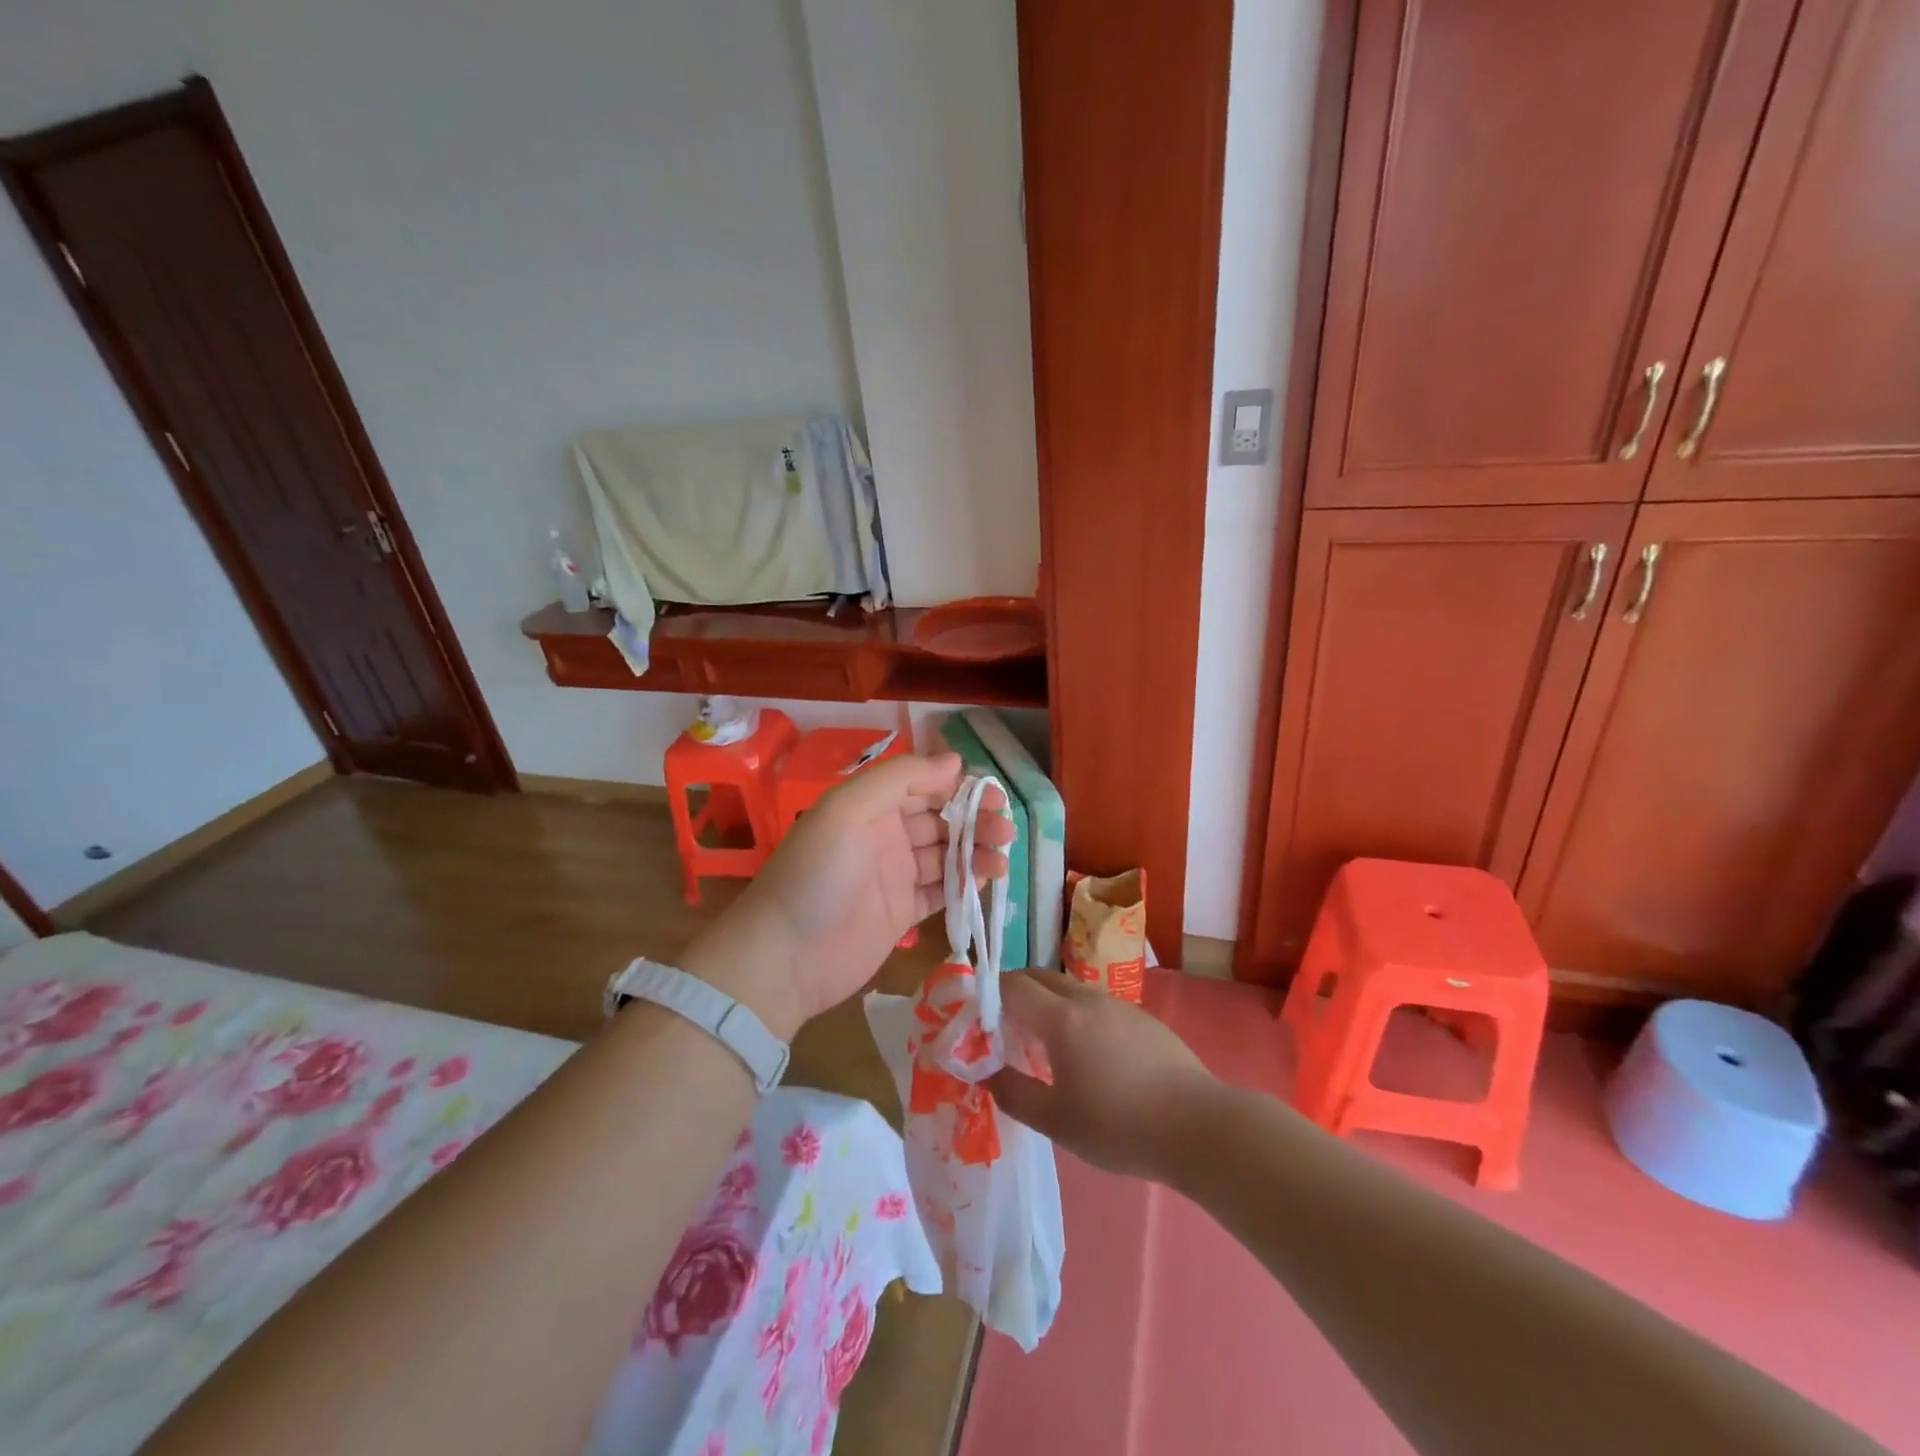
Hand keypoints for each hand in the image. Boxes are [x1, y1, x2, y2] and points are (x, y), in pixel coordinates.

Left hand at [680, 752, 1010, 1038]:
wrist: (784, 958)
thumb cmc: (817, 875)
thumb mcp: (848, 811)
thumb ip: (900, 779)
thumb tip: (954, 761)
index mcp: (869, 805)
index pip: (922, 784)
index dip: (956, 785)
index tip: (990, 793)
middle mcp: (883, 835)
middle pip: (939, 819)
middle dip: (974, 819)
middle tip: (1004, 828)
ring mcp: (893, 875)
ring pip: (945, 854)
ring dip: (976, 851)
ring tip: (1002, 857)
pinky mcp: (902, 913)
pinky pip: (940, 891)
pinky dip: (964, 884)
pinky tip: (986, 879)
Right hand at [987, 972, 1218, 1182]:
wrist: (1199, 1126)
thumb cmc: (1119, 1125)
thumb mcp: (1056, 1121)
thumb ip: (1014, 1094)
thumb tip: (987, 1073)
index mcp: (1061, 1018)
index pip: (1013, 985)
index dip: (990, 996)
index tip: (979, 1021)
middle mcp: (1088, 999)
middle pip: (1041, 978)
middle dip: (1017, 993)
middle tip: (1006, 1029)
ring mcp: (1119, 1006)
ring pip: (1071, 990)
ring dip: (1049, 1005)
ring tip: (1046, 1047)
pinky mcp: (1144, 1019)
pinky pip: (1097, 1005)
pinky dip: (1078, 1017)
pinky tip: (1090, 1057)